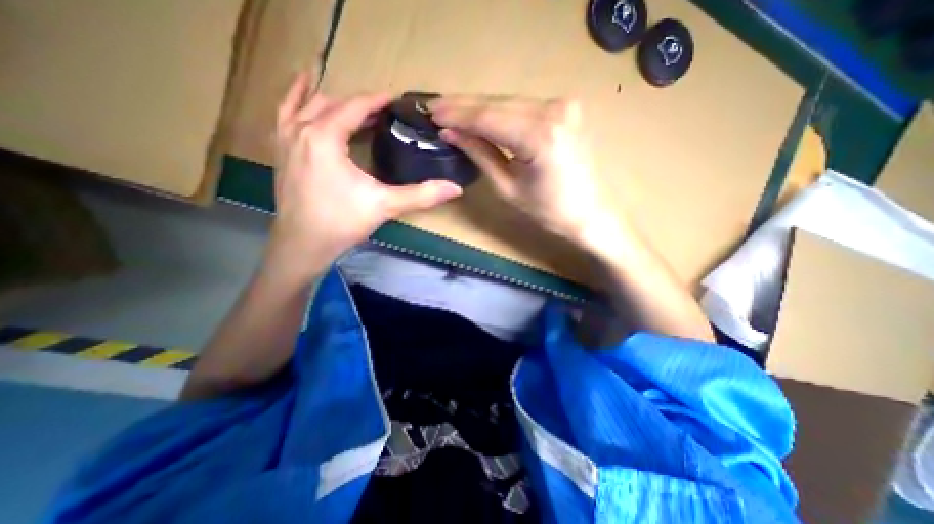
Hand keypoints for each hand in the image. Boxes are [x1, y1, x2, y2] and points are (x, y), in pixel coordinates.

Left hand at [269, 73, 459, 277]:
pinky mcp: (280, 151)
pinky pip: (286, 114)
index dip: (377, 100)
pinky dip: (297, 100)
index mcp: (324, 137)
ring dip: (332, 101)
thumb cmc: (343, 223)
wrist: (303, 245)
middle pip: (332, 103)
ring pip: (307, 105)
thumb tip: (456, 188)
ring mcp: (285, 139)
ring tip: (354, 105)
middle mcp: (301, 129)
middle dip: (359, 104)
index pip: (354, 107)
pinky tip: (306, 96)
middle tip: (383, 112)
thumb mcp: (385, 206)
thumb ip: (421, 195)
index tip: (395, 99)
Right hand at [425, 96, 617, 251]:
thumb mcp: (507, 187)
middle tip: (435, 107)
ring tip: (451, 110)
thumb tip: (451, 133)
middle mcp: (554, 110)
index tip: (431, 113)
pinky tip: (480, 114)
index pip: (488, 118)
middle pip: (498, 103)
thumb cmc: (548, 211)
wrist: (589, 214)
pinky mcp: (565, 109)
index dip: (457, 115)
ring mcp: (563, 106)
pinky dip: (499, 111)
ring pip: (509, 102)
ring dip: (479, 107)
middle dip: (464, 106)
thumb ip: (480, 154)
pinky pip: (523, 107)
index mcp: (540, 136)